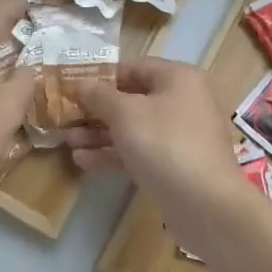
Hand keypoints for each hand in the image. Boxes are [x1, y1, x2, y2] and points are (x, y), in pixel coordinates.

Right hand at [67, 59, 251, 248]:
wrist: (206, 205)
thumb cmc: (165, 144)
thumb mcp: (125, 113)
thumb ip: (100, 96)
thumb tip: (83, 85)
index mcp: (178, 78)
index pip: (134, 67)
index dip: (101, 76)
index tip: (72, 86)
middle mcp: (183, 101)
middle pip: (132, 99)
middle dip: (96, 110)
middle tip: (65, 117)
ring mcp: (180, 136)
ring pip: (133, 128)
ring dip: (100, 133)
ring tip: (68, 141)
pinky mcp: (175, 165)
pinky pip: (140, 151)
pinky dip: (114, 153)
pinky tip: (83, 161)